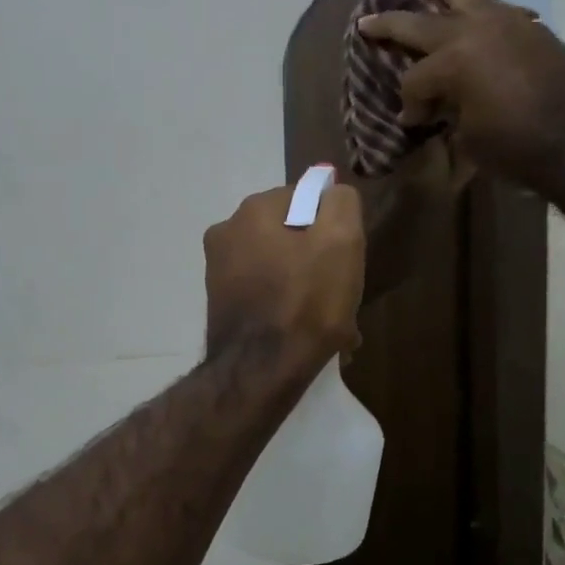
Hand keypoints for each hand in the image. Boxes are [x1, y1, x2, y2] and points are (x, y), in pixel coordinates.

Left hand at [204, 181, 364, 371]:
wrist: (260, 372)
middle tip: (341, 297)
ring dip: (306, 290)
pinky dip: (286, 310)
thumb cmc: (306, 302)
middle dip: (318, 263)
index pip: (306, 200)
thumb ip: (341, 203)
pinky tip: (305, 337)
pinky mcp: (220, 305)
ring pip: (279, 270)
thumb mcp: (342, 241)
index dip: (333, 228)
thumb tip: (331, 192)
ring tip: (330, 327)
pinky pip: (265, 296)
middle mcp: (226, 232)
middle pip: (291, 237)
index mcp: (253, 210)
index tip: (345, 261)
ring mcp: (218, 272)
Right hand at [357, 0, 564, 194]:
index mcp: (454, 60)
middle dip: (393, 25)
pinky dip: (482, 5)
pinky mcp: (533, 30)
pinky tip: (478, 6)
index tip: (413, 123)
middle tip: (368, 21)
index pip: (415, 80)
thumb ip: (450, 114)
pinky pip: (498, 8)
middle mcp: (476, 31)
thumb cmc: (519, 149)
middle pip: (424, 25)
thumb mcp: (470, 138)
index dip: (410, 104)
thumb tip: (442, 106)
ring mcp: (508, 24)